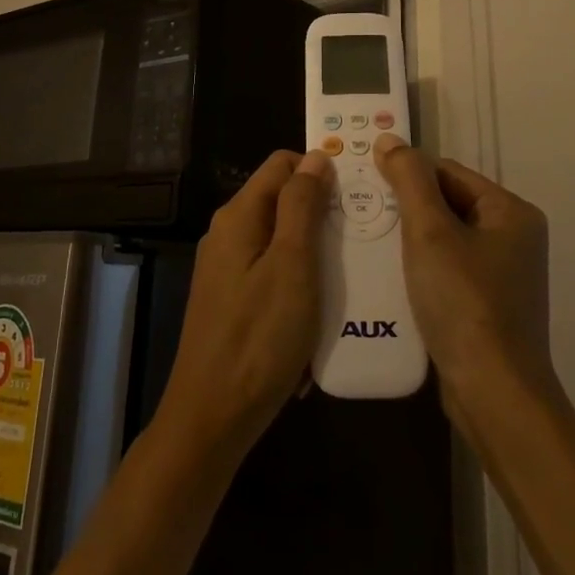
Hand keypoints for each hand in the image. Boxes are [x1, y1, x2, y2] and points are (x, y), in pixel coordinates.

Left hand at [152, 149, 330, 467]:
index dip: (318, 170)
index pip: (281, 164)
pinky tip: (322, 307)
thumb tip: (314, 156)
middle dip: (321, 212)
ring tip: (351, 270)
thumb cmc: (259, 338)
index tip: (356, 193)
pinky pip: (272, 272)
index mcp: (239, 216)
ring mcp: (227, 268)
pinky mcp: (232, 300)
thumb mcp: (292, 265)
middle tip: (362, 235)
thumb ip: (301, 206)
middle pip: (281, 201)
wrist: (212, 417)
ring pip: (280, 239)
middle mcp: (228, 233)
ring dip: (314, 250)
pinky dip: (299, 280)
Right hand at [373, 133, 558, 441]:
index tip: (368, 186)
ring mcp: (503, 275)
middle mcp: (514, 238)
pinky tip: (391, 279)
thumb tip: (389, 139)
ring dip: (409, 241)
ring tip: (370, 244)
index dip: (408, 176)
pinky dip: (421, 270)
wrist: (494, 395)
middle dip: (406, 210)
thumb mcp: (430, 232)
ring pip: (445, 240)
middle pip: (448, 204)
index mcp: (511, 212)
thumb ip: (408, 180)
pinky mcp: (489, 306)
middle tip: (363, 215)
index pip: (449, 173)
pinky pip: (448, 271)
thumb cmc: (464, 303)